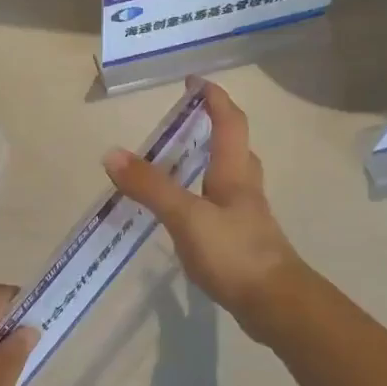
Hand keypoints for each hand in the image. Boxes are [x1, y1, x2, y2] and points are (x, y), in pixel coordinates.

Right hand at [103, 81, 308, 343]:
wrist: (275, 304)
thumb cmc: (234, 253)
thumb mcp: (186, 217)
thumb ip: (150, 187)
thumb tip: (111, 154)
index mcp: (234, 174)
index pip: (229, 122)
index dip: (214, 98)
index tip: (193, 81)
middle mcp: (244, 190)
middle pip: (235, 148)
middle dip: (213, 129)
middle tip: (183, 124)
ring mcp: (245, 218)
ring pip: (229, 180)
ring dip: (208, 165)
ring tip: (177, 165)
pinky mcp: (241, 243)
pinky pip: (220, 208)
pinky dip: (202, 200)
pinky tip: (185, 215)